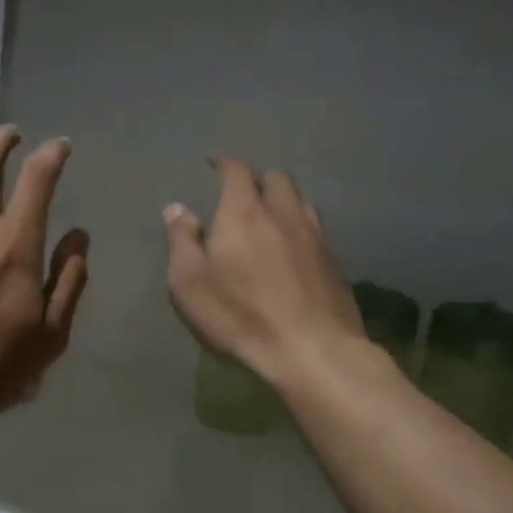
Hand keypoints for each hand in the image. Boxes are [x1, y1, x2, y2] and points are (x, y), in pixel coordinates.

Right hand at [163, 157, 363, 386]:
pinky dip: (300, 230)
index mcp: (243, 213)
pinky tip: (293, 251)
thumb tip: (177, 208)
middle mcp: (283, 214)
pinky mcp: (335, 263)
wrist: (312, 349)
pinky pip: (316, 231)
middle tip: (243, 195)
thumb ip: (181, 241)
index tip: (215, 163)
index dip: (225, 163)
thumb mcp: (190, 283)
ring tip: (271, 219)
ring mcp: (315, 237)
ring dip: (284, 202)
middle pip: (277, 178)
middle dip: (258, 180)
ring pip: (301, 202)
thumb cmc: (240, 315)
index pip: (237, 171)